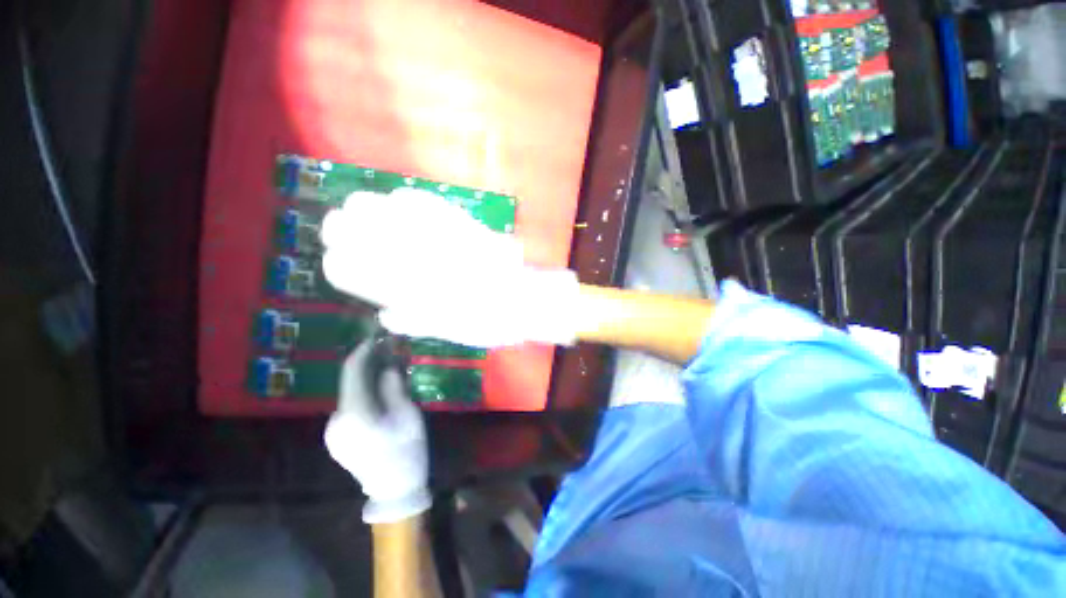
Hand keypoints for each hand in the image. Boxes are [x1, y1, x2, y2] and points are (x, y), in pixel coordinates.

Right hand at [320, 188, 580, 346]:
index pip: (353, 266)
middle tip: (341, 228)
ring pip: (388, 206)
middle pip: (362, 225)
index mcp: (406, 283)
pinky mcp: (460, 221)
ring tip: (362, 210)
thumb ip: (412, 320)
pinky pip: (424, 201)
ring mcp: (438, 232)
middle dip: (343, 225)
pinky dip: (406, 200)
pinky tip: (401, 201)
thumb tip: (385, 313)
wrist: (522, 298)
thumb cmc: (486, 321)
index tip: (333, 256)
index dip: (338, 259)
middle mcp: (415, 253)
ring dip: (368, 207)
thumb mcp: (446, 331)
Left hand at [325, 339, 430, 522]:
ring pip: (350, 395)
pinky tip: (380, 395)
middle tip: (390, 354)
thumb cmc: (406, 451)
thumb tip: (388, 367)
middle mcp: (336, 420)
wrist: (394, 491)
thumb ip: (394, 388)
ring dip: (367, 380)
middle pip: (350, 383)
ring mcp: (333, 431)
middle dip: (369, 365)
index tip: (376, 338)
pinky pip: (350, 407)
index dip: (363, 351)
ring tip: (388, 372)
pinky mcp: (337, 437)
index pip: (352, 373)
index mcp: (355, 414)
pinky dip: (363, 395)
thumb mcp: (408, 416)